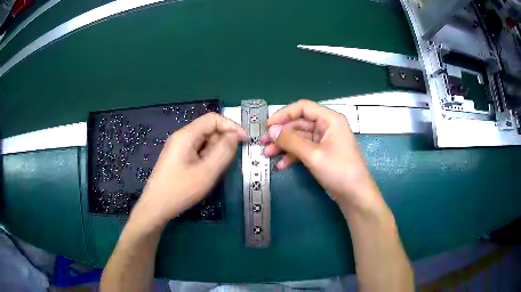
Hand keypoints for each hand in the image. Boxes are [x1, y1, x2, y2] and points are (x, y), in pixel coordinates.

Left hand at [134, 113, 245, 225]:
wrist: (156, 207)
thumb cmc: (181, 190)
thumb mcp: (207, 172)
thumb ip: (223, 151)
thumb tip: (234, 135)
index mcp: (186, 135)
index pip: (213, 119)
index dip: (231, 126)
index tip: (244, 141)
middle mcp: (181, 137)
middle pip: (208, 129)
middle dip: (223, 140)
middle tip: (231, 160)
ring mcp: (178, 147)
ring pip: (204, 140)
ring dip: (216, 150)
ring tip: (218, 169)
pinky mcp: (178, 157)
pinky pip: (198, 150)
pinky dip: (208, 157)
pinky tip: (208, 171)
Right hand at [261, 100, 376, 203]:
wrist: (355, 195)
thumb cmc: (338, 170)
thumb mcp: (313, 155)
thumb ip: (291, 141)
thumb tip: (271, 130)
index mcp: (330, 119)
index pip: (303, 108)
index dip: (283, 114)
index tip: (268, 125)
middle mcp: (327, 126)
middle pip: (299, 123)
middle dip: (281, 133)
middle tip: (263, 143)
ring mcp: (325, 141)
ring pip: (300, 138)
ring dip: (284, 145)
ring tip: (267, 155)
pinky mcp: (323, 154)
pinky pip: (305, 149)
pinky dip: (293, 156)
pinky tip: (281, 165)